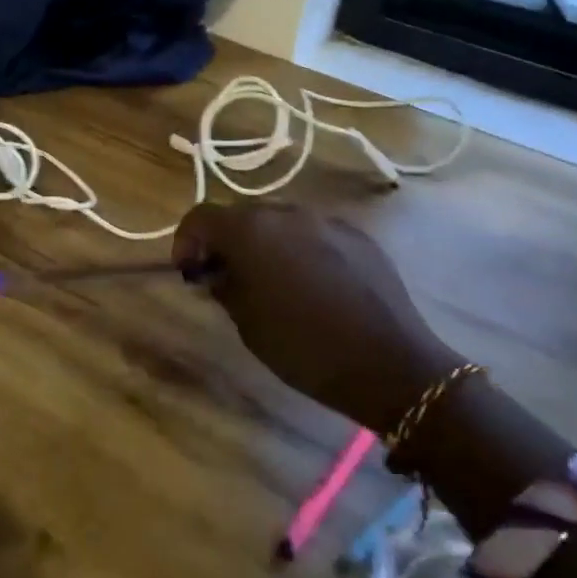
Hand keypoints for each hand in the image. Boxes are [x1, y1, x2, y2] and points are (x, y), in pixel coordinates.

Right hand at [173, 203, 460, 432]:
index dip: (186, 240)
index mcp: (251, 230)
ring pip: (279, 221)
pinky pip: (313, 233)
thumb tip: (216, 271)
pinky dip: (299, 249)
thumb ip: (224, 286)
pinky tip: (310, 284)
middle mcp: (286, 213)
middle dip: (225, 240)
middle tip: (224, 276)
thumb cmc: (305, 348)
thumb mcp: (248, 323)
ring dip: (263, 243)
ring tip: (269, 280)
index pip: (201, 216)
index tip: (189, 271)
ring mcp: (326, 221)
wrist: (390, 364)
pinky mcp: (357, 235)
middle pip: (241, 214)